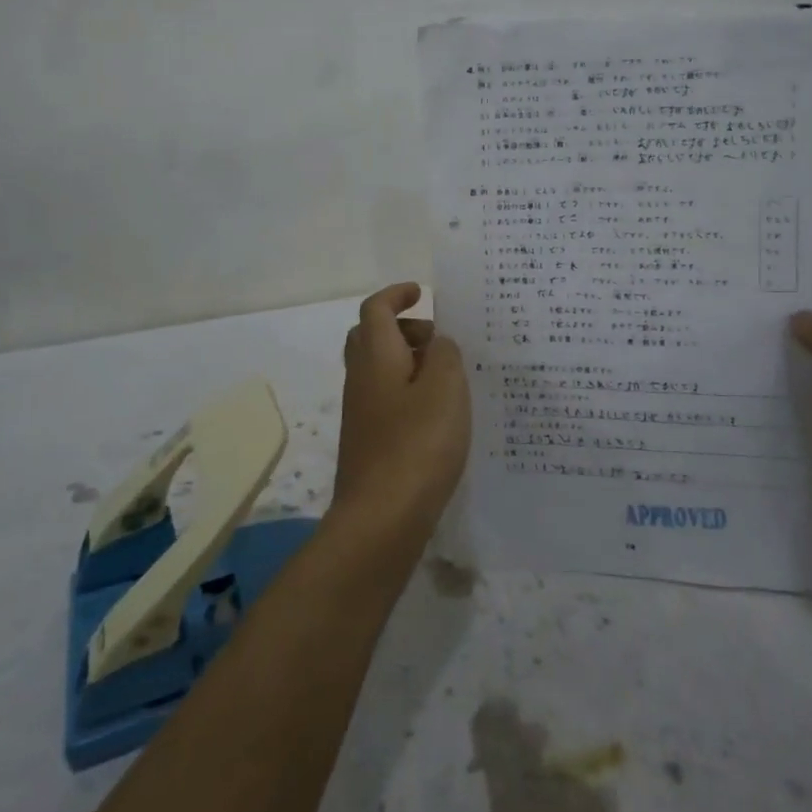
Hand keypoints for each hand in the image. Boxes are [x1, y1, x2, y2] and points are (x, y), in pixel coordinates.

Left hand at [333, 283, 471, 542]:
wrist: (380, 518)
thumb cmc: (416, 445)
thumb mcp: (445, 388)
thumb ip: (445, 355)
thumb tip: (437, 343)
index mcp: (376, 357)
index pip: (376, 309)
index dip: (396, 294)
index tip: (422, 293)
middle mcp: (361, 379)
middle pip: (371, 337)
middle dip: (404, 328)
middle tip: (438, 340)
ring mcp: (361, 413)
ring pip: (380, 370)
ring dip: (409, 363)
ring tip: (450, 379)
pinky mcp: (369, 441)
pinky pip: (387, 400)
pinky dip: (410, 393)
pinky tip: (439, 415)